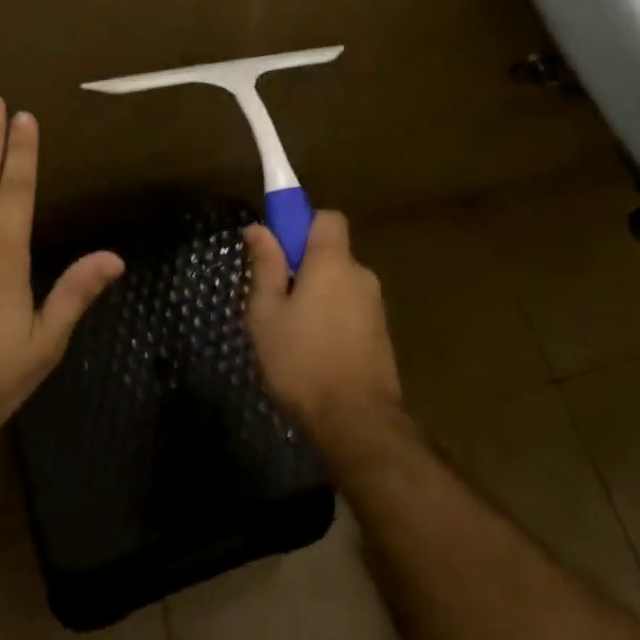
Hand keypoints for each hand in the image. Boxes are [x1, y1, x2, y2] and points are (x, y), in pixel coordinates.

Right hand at [243, 211, 402, 438]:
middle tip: (274, 299)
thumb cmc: (301, 361)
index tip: (279, 248)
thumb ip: (265, 267)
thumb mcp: (266, 313)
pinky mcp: (381, 334)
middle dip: (304, 266)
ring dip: (317, 296)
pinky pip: (350, 309)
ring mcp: (375, 306)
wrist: (357, 421)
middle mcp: (360, 275)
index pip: (327, 218)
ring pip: (339, 284)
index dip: (302, 224)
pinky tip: (313, 351)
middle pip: (331, 253)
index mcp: (332, 262)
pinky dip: (332, 318)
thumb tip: (259, 228)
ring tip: (290, 333)